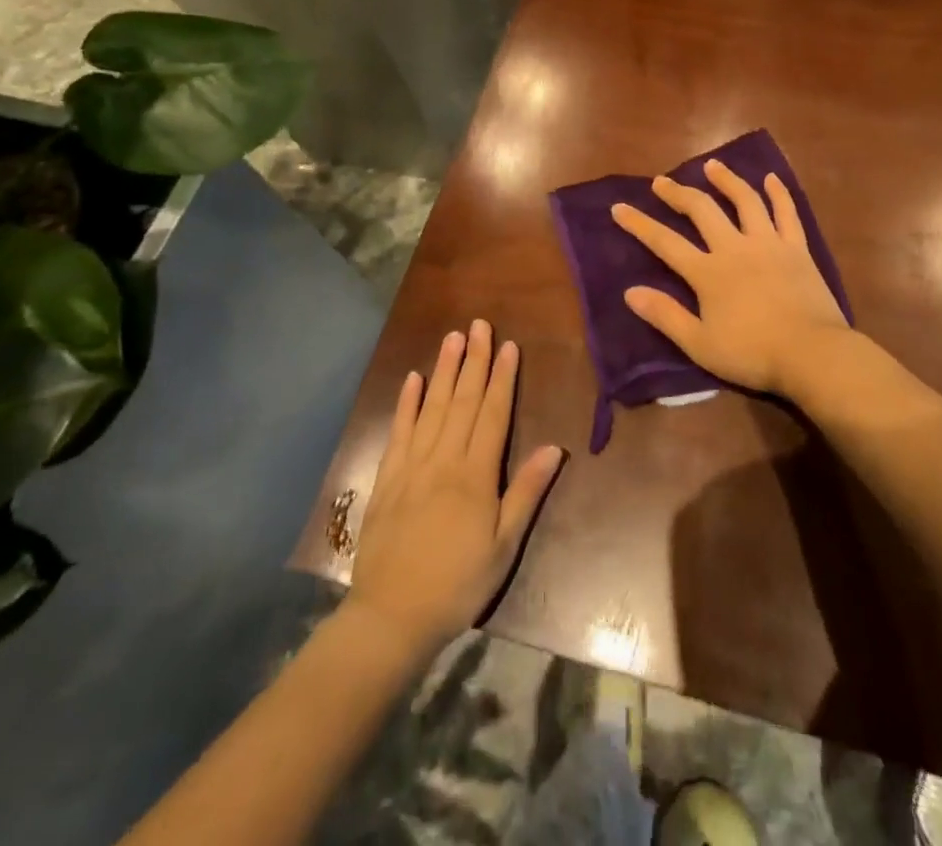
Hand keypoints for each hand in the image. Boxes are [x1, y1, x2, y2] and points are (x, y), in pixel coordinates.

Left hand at [345, 320, 563, 662]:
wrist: (392, 616)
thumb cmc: (458, 584)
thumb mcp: (503, 546)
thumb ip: (526, 493)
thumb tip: (554, 448)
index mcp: (475, 475)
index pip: (492, 414)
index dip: (502, 378)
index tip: (507, 345)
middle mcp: (444, 460)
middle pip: (462, 401)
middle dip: (473, 360)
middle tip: (479, 325)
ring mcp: (412, 466)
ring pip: (431, 407)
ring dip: (443, 370)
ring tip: (452, 337)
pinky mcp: (387, 478)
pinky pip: (398, 431)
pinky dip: (406, 403)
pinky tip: (413, 378)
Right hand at [612, 159, 848, 396]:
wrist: (811, 353)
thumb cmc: (752, 354)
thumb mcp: (700, 344)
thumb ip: (665, 315)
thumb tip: (630, 291)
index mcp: (708, 273)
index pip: (665, 242)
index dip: (640, 224)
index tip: (619, 207)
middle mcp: (735, 248)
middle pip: (702, 211)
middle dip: (678, 193)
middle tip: (661, 181)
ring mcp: (768, 243)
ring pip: (745, 201)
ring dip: (726, 180)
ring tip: (712, 165)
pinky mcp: (797, 248)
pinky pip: (787, 213)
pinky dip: (778, 194)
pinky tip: (771, 178)